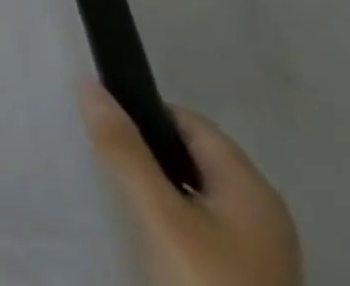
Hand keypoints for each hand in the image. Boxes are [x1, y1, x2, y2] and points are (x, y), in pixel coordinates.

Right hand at [81, 80, 301, 285]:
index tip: (105, 131)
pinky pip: (199, 231)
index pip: (188, 121)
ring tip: (120, 202)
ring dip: (156, 192)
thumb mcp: (159, 216)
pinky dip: (170, 225)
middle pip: (190, 158)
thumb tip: (88, 84)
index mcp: (252, 188)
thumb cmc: (206, 285)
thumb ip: (124, 149)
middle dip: (146, 156)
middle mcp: (261, 214)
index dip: (144, 116)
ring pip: (192, 196)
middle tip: (106, 165)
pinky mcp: (244, 281)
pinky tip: (147, 242)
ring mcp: (257, 254)